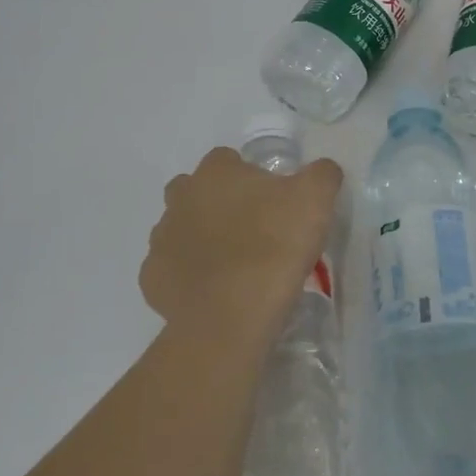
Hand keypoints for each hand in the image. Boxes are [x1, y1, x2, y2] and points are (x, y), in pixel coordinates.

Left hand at [141, 147, 343, 353]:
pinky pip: (172, 268)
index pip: (228, 160)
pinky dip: (189, 275)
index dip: (250, 176)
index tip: (272, 200)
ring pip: (181, 228)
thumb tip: (321, 170)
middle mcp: (180, 197)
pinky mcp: (153, 278)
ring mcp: (161, 238)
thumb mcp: (317, 198)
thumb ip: (322, 174)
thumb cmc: (275, 245)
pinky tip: (214, 290)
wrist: (232, 316)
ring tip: (235, 263)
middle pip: (197, 190)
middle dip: (218, 203)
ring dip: (201, 238)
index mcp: (216, 172)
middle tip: (251, 228)